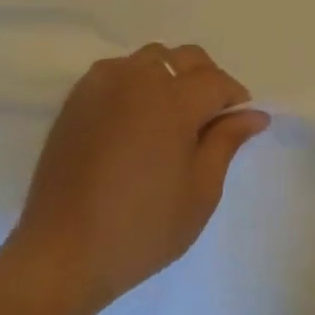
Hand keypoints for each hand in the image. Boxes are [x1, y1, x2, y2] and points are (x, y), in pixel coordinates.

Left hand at [4, 43, 269, 314]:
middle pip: (186, 58)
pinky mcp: (76, 102)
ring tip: (171, 117)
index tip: (238, 126)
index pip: (217, 82)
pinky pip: (117, 72)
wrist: (60, 256)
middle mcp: (137, 82)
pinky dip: (136, 82)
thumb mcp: (200, 191)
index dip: (235, 100)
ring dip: (171, 77)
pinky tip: (136, 119)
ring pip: (151, 59)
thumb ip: (227, 142)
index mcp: (173, 102)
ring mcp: (101, 87)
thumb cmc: (142, 229)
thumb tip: (254, 114)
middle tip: (208, 122)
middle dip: (206, 81)